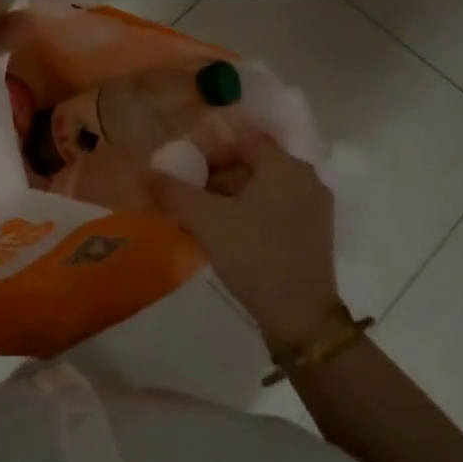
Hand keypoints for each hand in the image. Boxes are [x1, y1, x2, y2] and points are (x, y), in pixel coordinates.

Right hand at [148, 136, 342, 351]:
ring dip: (234, 200)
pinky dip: (253, 216)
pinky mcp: (316, 236)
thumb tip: (146, 173)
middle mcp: (306, 180)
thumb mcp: (206, 221)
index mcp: (285, 166)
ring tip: (205, 223)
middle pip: (255, 168)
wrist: (300, 316)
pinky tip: (231, 240)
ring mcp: (315, 209)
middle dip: (219, 181)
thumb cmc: (254, 254)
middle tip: (192, 201)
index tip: (188, 177)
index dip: (211, 156)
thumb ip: (174, 192)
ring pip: (265, 191)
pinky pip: (278, 211)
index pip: (243, 145)